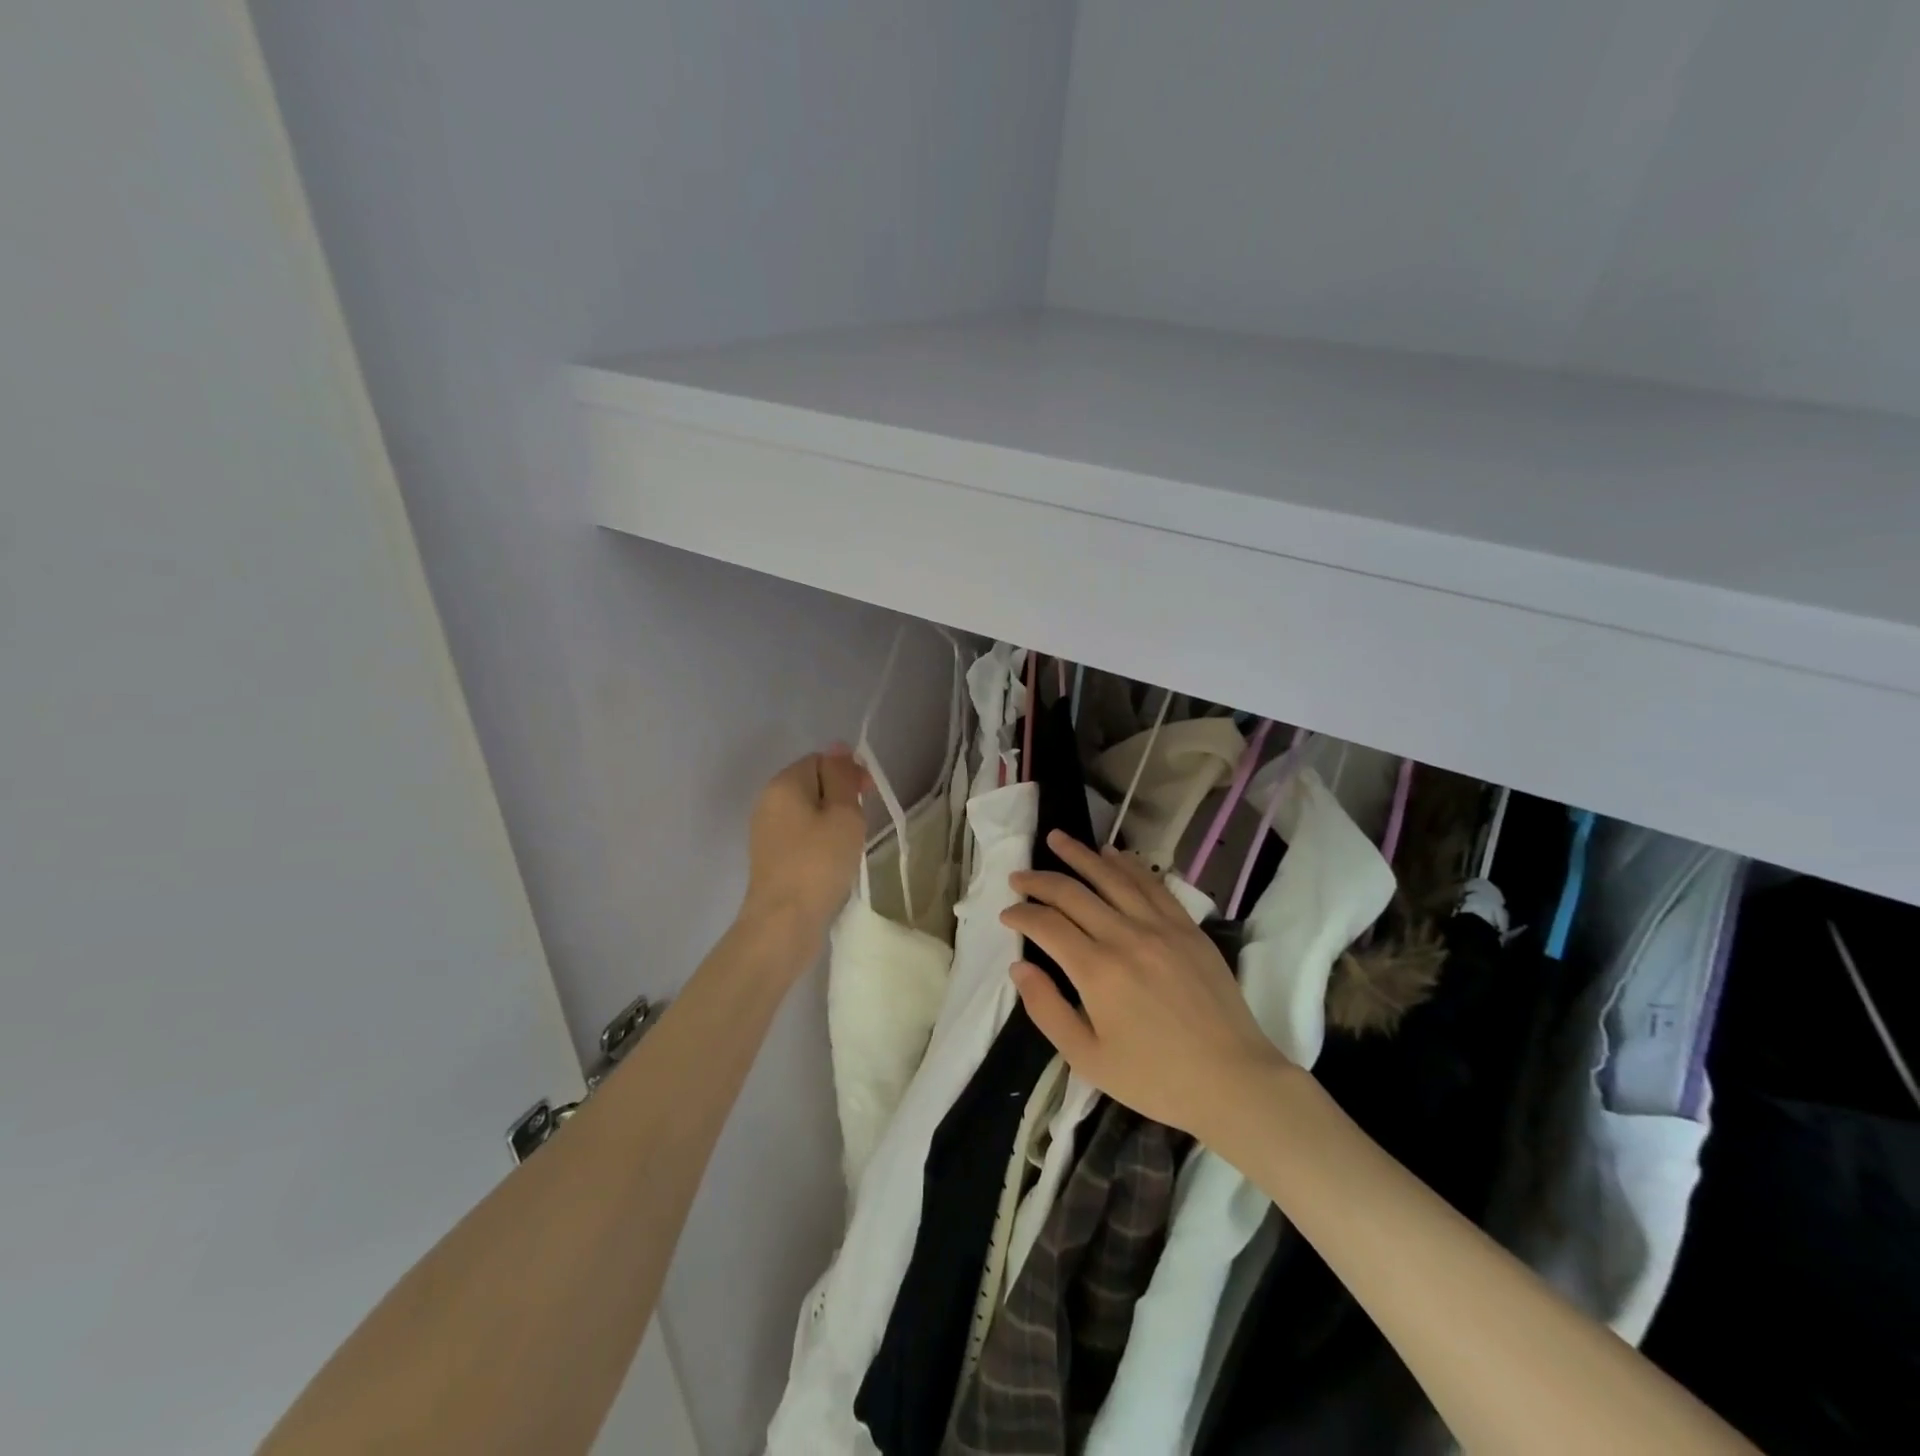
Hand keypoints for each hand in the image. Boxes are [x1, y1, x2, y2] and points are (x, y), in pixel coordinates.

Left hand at [739, 747, 871, 944]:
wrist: (783, 923)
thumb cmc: (819, 863)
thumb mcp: (843, 814)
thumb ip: (841, 776)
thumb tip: (838, 747)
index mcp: (784, 783)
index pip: (821, 760)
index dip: (848, 772)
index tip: (869, 796)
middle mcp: (768, 800)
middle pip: (812, 784)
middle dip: (841, 797)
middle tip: (861, 824)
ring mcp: (766, 830)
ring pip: (808, 811)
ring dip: (833, 821)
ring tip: (849, 845)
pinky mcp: (770, 856)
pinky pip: (801, 834)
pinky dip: (820, 841)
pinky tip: (832, 861)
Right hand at [1001, 831, 1289, 1139]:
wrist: (1234, 1081)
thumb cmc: (1155, 1079)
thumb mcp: (1088, 1059)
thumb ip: (1047, 1009)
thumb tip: (1018, 967)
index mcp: (1097, 971)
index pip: (1047, 925)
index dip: (1021, 914)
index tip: (1006, 914)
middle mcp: (1126, 937)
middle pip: (1073, 893)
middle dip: (1039, 880)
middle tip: (1018, 876)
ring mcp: (1161, 927)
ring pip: (1112, 877)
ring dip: (1080, 855)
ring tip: (1056, 839)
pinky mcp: (1187, 927)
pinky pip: (1152, 884)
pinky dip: (1127, 865)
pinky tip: (1111, 854)